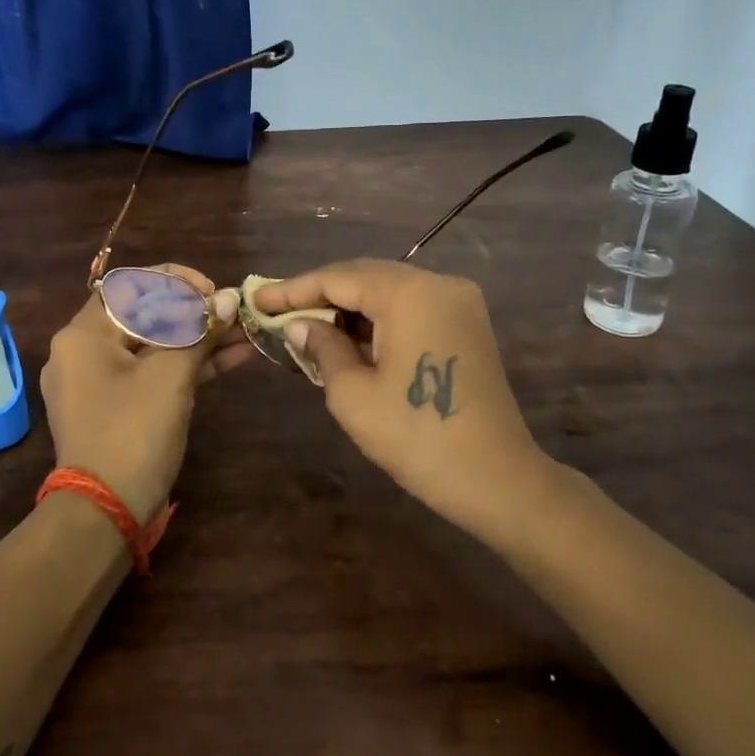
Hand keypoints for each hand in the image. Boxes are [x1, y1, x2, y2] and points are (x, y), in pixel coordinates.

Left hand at [41, 265, 247, 523]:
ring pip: (155, 347)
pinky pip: (154, 375)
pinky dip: (189, 366)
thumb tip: (230, 301)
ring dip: (199, 339)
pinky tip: (233, 357)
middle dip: (195, 312)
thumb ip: (199, 332)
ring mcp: (100, 383)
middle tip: (236, 312)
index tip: (213, 292)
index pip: (131, 286)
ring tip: (246, 332)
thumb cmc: (132, 432)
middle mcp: (84, 352)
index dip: (177, 282)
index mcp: (83, 335)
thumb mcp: (170, 376)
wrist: (105, 512)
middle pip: (145, 316)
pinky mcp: (118, 409)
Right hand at [253, 261, 546, 530]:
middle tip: (278, 312)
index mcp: (410, 293)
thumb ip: (322, 347)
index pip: (339, 278)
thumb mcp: (353, 395)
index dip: (294, 288)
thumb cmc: (417, 437)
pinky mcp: (468, 325)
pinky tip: (349, 339)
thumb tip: (300, 324)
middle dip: (320, 295)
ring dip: (349, 308)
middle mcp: (439, 284)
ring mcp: (460, 302)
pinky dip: (378, 320)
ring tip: (307, 328)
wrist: (496, 479)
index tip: (258, 299)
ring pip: (389, 291)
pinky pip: (412, 308)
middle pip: (366, 277)